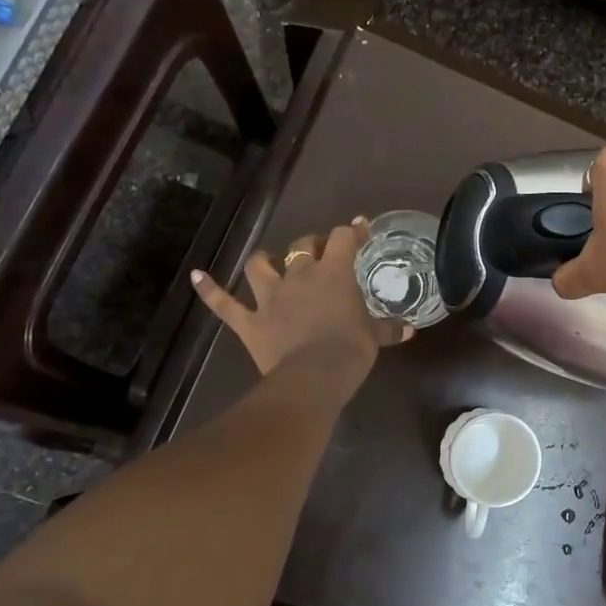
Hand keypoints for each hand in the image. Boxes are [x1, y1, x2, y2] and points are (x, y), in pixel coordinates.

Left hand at [191, 219, 411, 384]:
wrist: (313, 377)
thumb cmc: (350, 351)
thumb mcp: (374, 338)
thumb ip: (388, 328)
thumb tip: (409, 329)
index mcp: (334, 273)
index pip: (344, 238)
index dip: (353, 230)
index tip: (360, 227)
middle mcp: (299, 276)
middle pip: (302, 245)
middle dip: (312, 244)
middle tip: (321, 253)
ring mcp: (270, 297)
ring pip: (260, 265)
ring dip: (264, 260)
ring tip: (269, 261)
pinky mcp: (249, 321)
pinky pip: (223, 303)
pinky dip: (209, 289)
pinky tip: (197, 275)